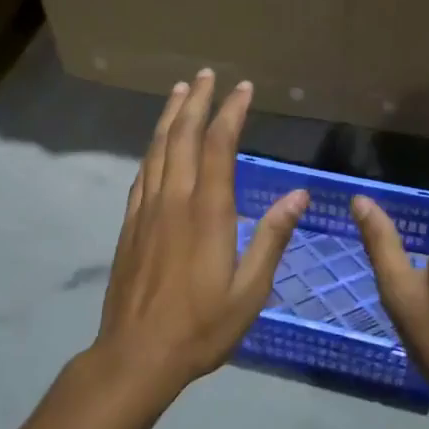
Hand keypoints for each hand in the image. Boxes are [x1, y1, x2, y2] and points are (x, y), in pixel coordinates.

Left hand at [93, 69, 307, 398]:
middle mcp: (174, 200)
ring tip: (181, 91)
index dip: (231, 113)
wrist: (137, 354)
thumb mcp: (250, 289)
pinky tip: (156, 143)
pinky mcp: (130, 224)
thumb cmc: (202, 326)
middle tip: (207, 74)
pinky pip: (142, 174)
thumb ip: (272, 237)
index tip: (243, 88)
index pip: (218, 146)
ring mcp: (147, 210)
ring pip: (157, 149)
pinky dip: (152, 149)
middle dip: (196, 101)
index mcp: (208, 212)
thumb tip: (299, 194)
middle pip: (182, 137)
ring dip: (170, 116)